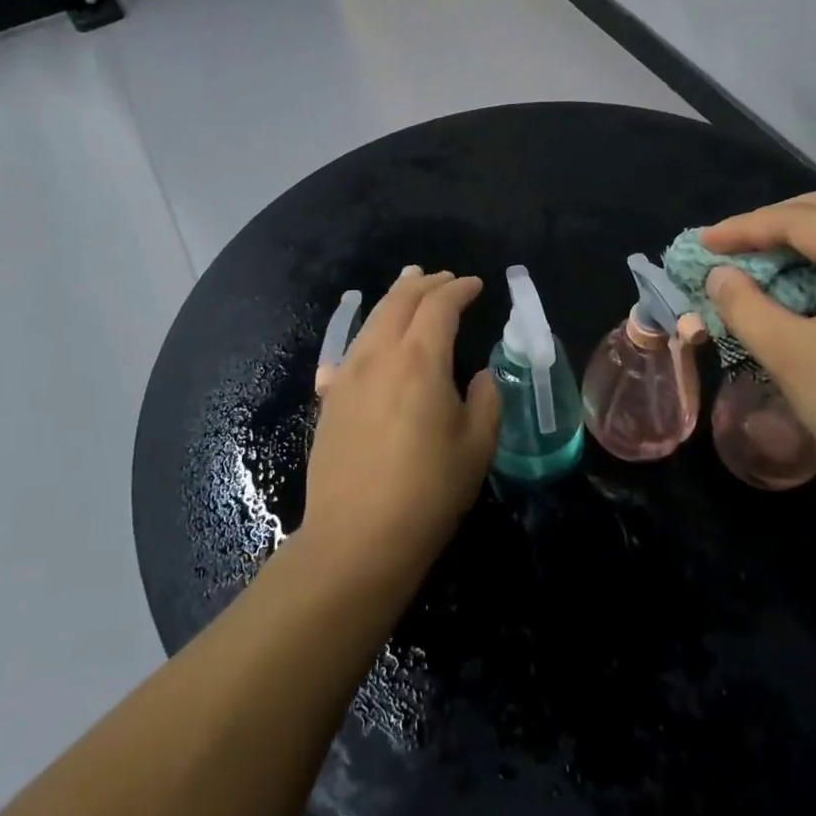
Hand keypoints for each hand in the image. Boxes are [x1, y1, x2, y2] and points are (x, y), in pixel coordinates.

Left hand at [300, 267, 500, 584]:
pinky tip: (368, 339)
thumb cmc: (428, 492)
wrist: (356, 537)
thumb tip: (479, 376)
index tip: (475, 284)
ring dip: (393, 299)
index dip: (459, 289)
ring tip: (407, 287)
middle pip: (399, 301)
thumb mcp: (476, 446)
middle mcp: (379, 356)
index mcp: (420, 360)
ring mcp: (347, 375)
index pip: (439, 306)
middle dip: (424, 284)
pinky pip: (349, 349)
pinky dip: (367, 332)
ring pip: (370, 320)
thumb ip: (485, 400)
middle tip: (443, 278)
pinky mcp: (330, 399)